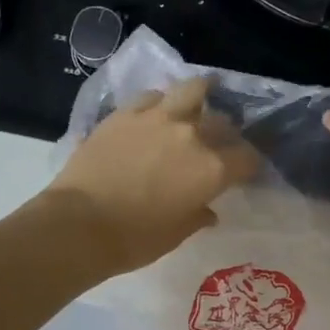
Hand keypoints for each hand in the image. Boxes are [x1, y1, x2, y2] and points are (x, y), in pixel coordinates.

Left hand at [46, 76, 259, 275]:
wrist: (80, 224)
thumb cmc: (135, 239)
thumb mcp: (177, 233)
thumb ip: (198, 215)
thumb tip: (208, 211)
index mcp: (212, 169)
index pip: (247, 158)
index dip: (249, 165)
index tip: (244, 172)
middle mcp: (192, 136)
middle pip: (222, 123)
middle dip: (226, 133)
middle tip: (219, 142)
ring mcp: (158, 118)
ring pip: (192, 90)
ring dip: (201, 94)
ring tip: (200, 98)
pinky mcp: (126, 113)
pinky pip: (152, 97)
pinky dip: (161, 102)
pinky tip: (157, 111)